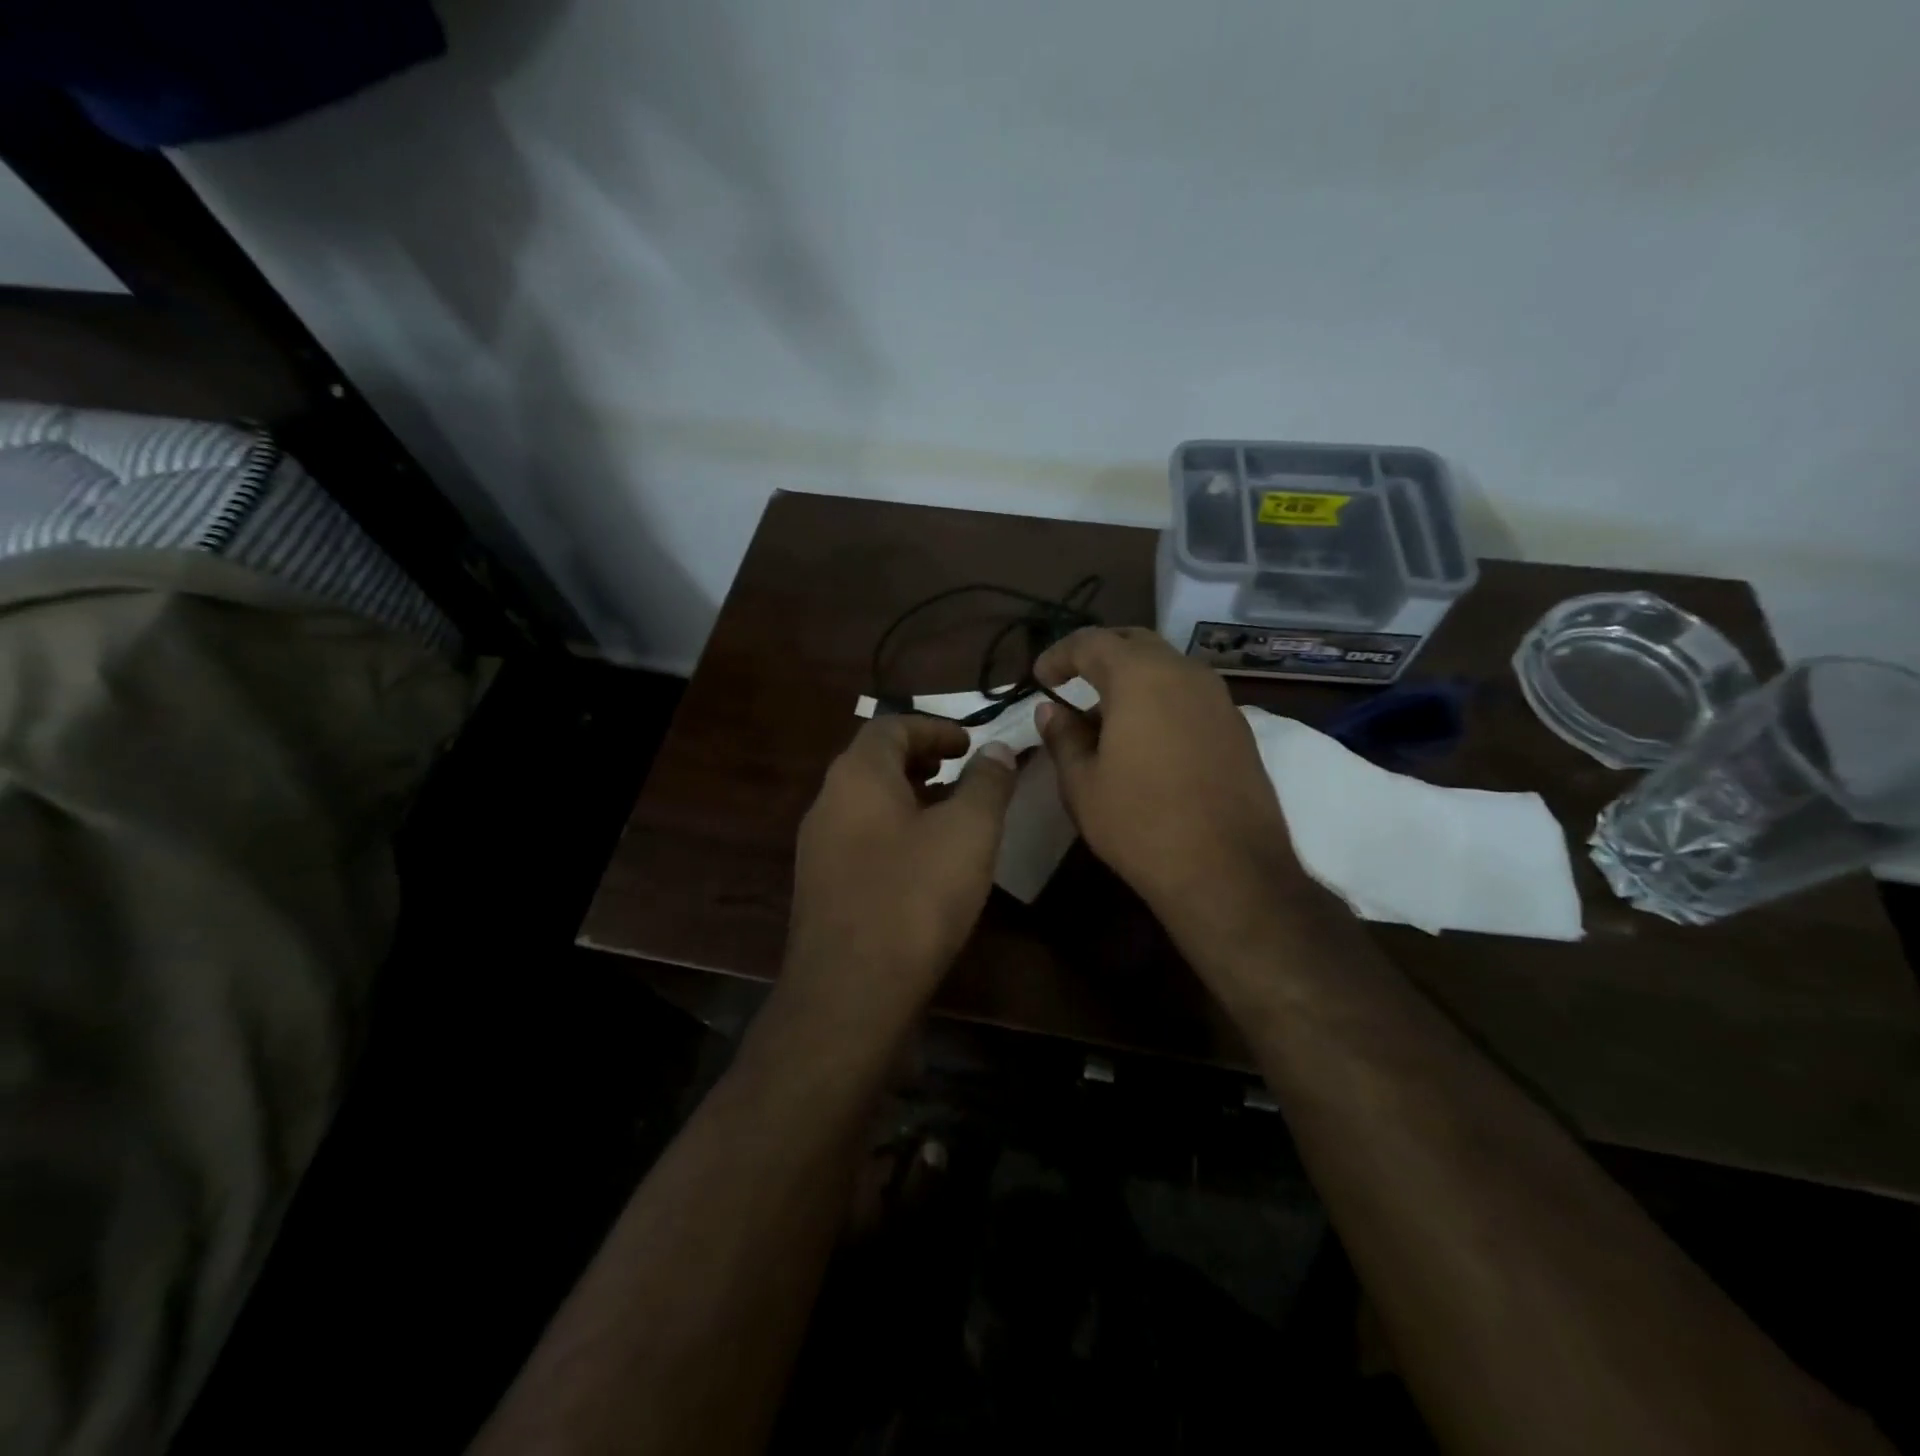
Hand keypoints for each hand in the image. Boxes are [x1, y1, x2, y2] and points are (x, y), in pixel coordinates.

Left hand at [785, 715, 1017, 1022]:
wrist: (850, 993)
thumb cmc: (914, 898)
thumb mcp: (968, 832)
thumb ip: (986, 783)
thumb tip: (997, 750)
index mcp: (857, 776)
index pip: (892, 726)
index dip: (935, 727)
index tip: (971, 743)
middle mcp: (828, 802)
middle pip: (875, 761)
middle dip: (923, 759)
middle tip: (963, 770)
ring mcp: (819, 847)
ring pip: (868, 802)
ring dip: (911, 796)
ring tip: (953, 813)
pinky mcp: (823, 887)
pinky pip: (862, 838)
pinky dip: (896, 830)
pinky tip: (926, 862)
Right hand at [1034, 627, 1302, 940]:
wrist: (1229, 871)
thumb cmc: (1141, 823)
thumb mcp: (1083, 784)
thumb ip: (1063, 737)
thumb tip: (1051, 711)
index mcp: (1141, 677)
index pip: (1092, 641)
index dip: (1059, 654)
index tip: (1040, 677)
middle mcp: (1185, 674)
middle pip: (1135, 643)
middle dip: (1099, 655)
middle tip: (1072, 681)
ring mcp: (1219, 699)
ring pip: (1167, 668)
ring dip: (1132, 679)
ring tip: (1105, 717)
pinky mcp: (1238, 728)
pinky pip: (1189, 695)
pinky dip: (1160, 700)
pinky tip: (1145, 739)